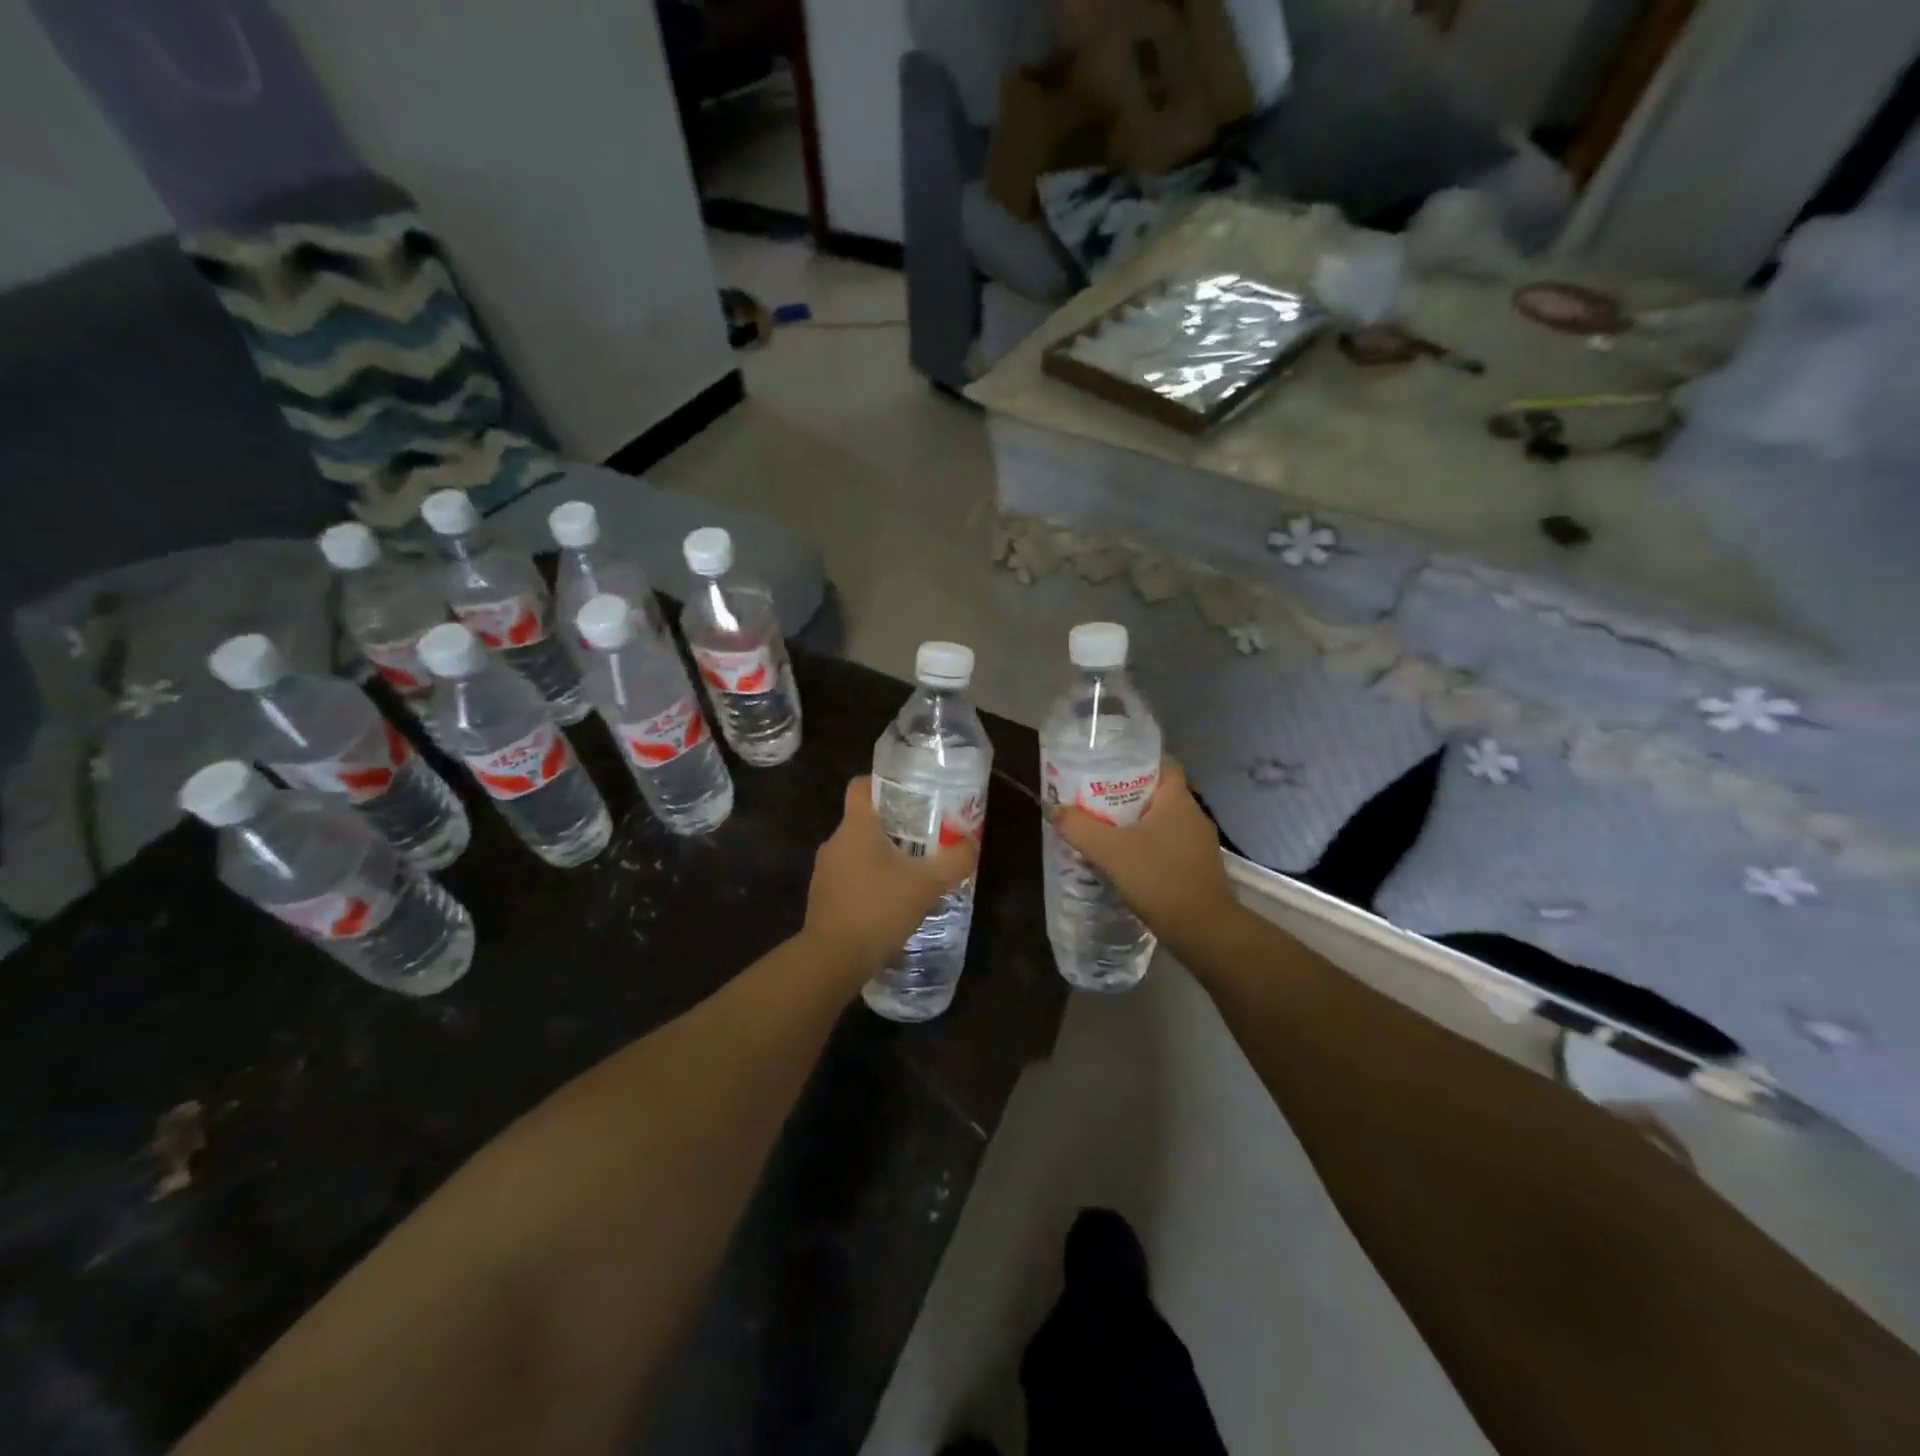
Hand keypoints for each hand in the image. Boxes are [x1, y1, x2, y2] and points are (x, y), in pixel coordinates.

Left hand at [802, 778, 978, 982]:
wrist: (833, 959)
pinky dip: (870, 884)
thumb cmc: (879, 909)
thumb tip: (971, 843)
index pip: (861, 786)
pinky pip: (851, 878)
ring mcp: (825, 871)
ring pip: (858, 852)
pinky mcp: (823, 898)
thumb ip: (954, 860)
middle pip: (864, 821)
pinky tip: (892, 904)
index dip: (883, 785)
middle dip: (894, 828)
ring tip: (913, 875)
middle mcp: (835, 842)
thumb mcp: (927, 883)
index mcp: (856, 827)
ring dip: (883, 859)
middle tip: (926, 839)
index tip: (910, 797)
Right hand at [1052, 759, 1233, 945]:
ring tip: (1101, 830)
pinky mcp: (1196, 868)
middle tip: (1092, 800)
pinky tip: (1122, 861)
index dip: (1134, 760)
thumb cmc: (1159, 879)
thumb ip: (1079, 828)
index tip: (1106, 767)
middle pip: (1155, 793)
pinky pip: (1165, 846)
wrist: (1204, 931)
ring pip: (1160, 822)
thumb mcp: (1110, 851)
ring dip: (1132, 824)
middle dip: (1124, 794)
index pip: (1161, 763)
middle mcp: (1193, 815)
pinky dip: (1144, 847)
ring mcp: (1198, 844)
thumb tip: (1055, 810)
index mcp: (1178, 800)